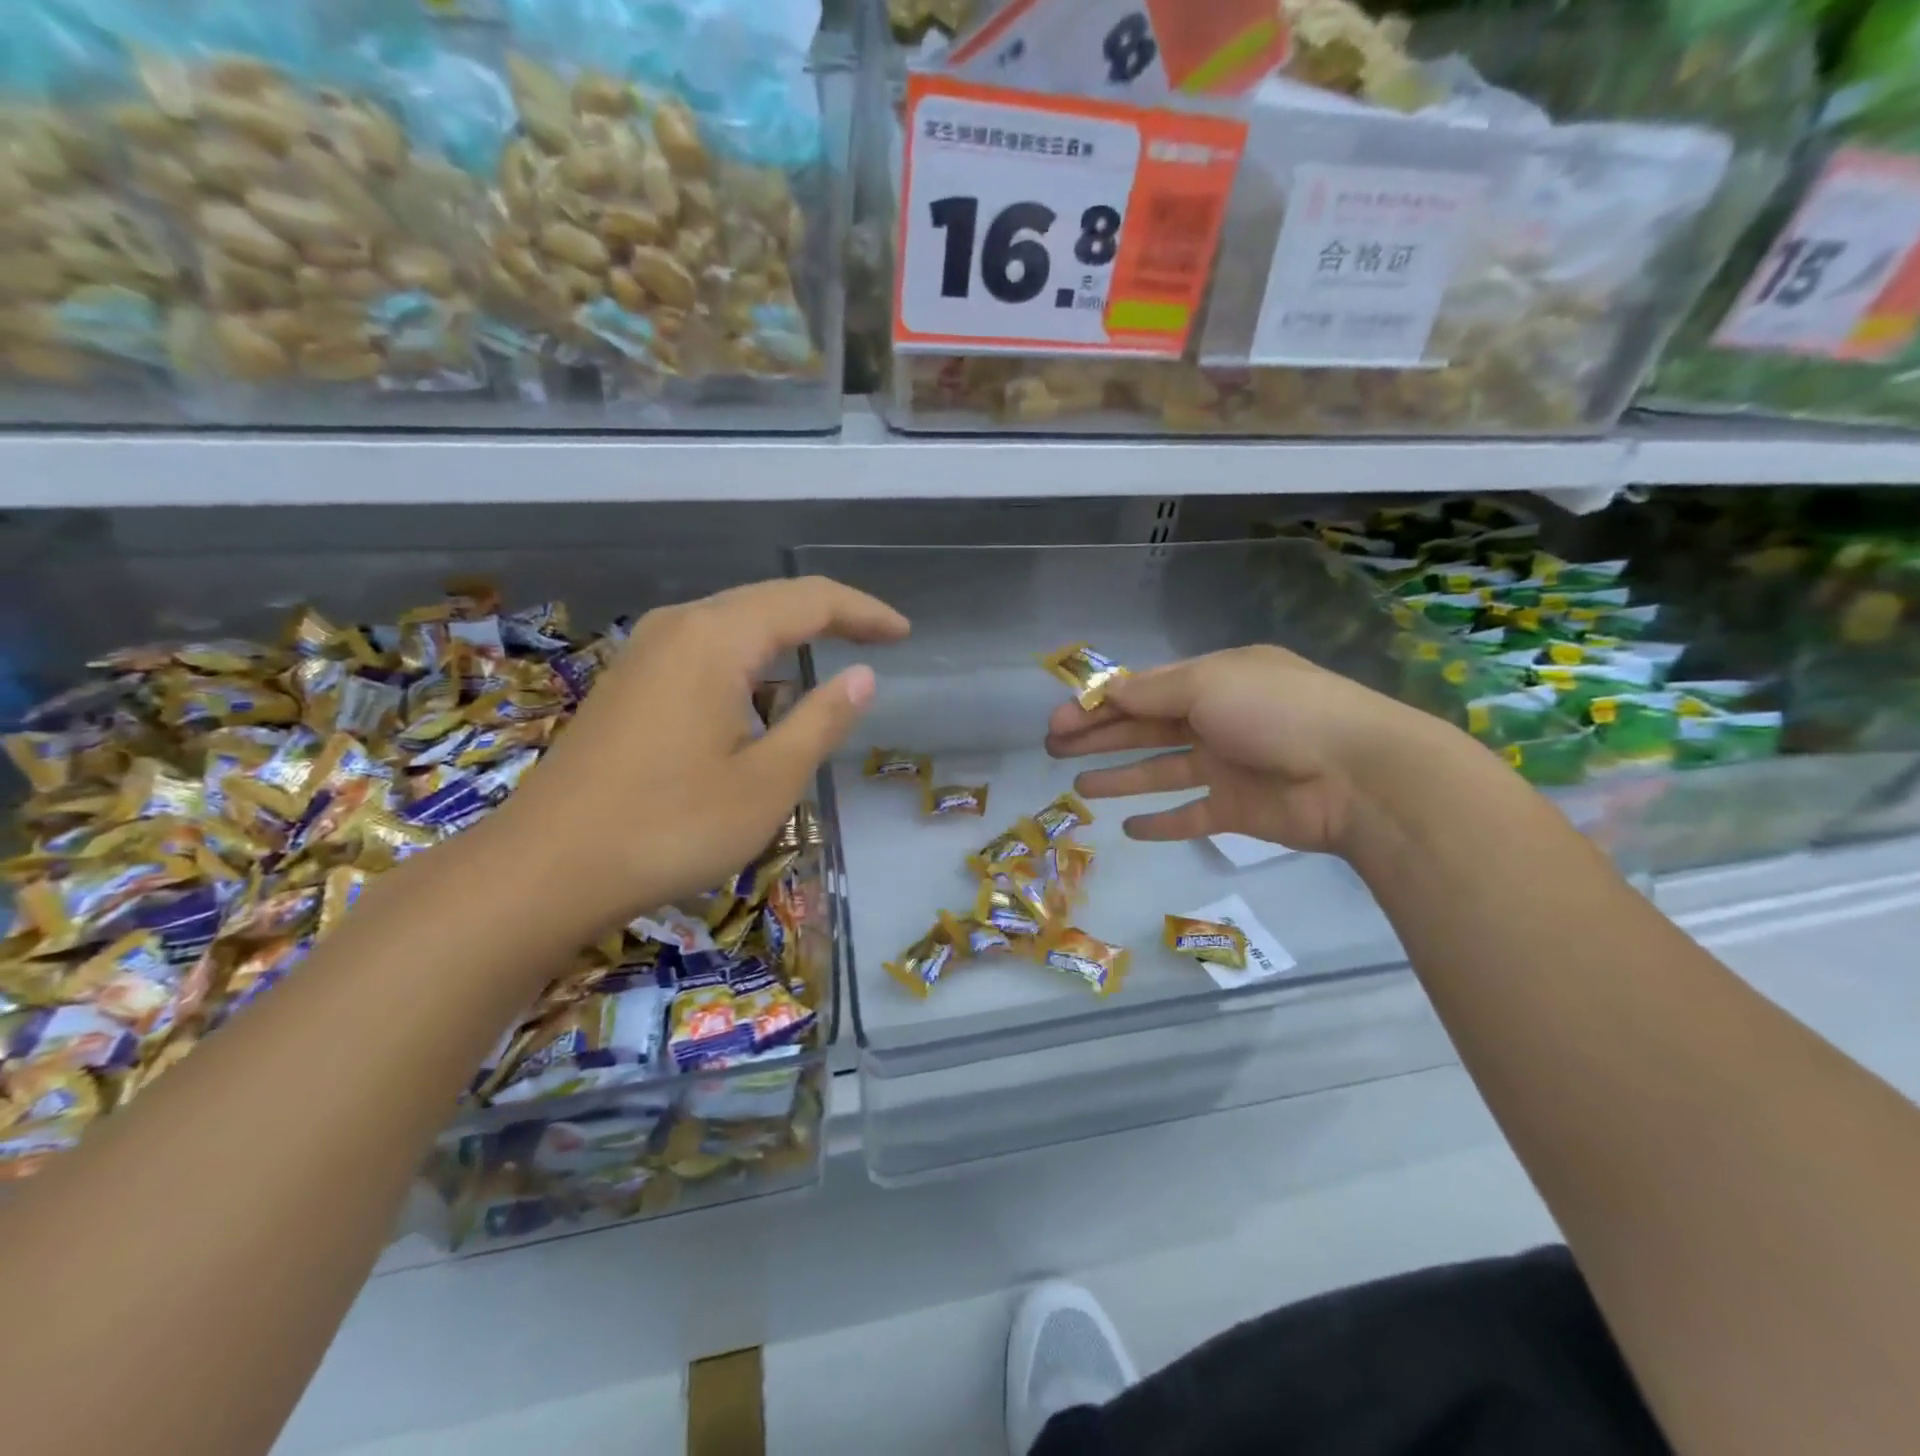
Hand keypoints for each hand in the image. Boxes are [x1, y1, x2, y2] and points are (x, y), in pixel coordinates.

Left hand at [494, 576, 907, 929]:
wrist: (545, 869)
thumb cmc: (670, 827)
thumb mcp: (767, 782)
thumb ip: (821, 721)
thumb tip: (862, 678)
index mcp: (717, 639)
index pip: (809, 601)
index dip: (863, 612)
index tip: (904, 634)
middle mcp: (680, 628)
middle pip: (770, 601)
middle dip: (831, 616)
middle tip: (880, 641)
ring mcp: (646, 652)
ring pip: (735, 623)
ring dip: (788, 638)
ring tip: (831, 664)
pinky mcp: (630, 682)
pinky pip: (706, 649)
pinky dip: (750, 661)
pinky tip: (762, 697)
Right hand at [1045, 644, 1456, 857]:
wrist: (1358, 775)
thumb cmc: (1277, 713)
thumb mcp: (1209, 684)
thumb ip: (1153, 693)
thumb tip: (1107, 693)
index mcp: (1215, 680)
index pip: (1144, 691)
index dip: (1098, 704)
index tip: (1059, 720)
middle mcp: (1218, 719)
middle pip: (1145, 729)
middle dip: (1098, 737)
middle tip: (1052, 748)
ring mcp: (1229, 766)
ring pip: (1161, 771)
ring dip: (1120, 777)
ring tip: (1079, 788)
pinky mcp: (1239, 809)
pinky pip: (1191, 815)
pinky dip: (1162, 822)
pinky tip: (1130, 828)